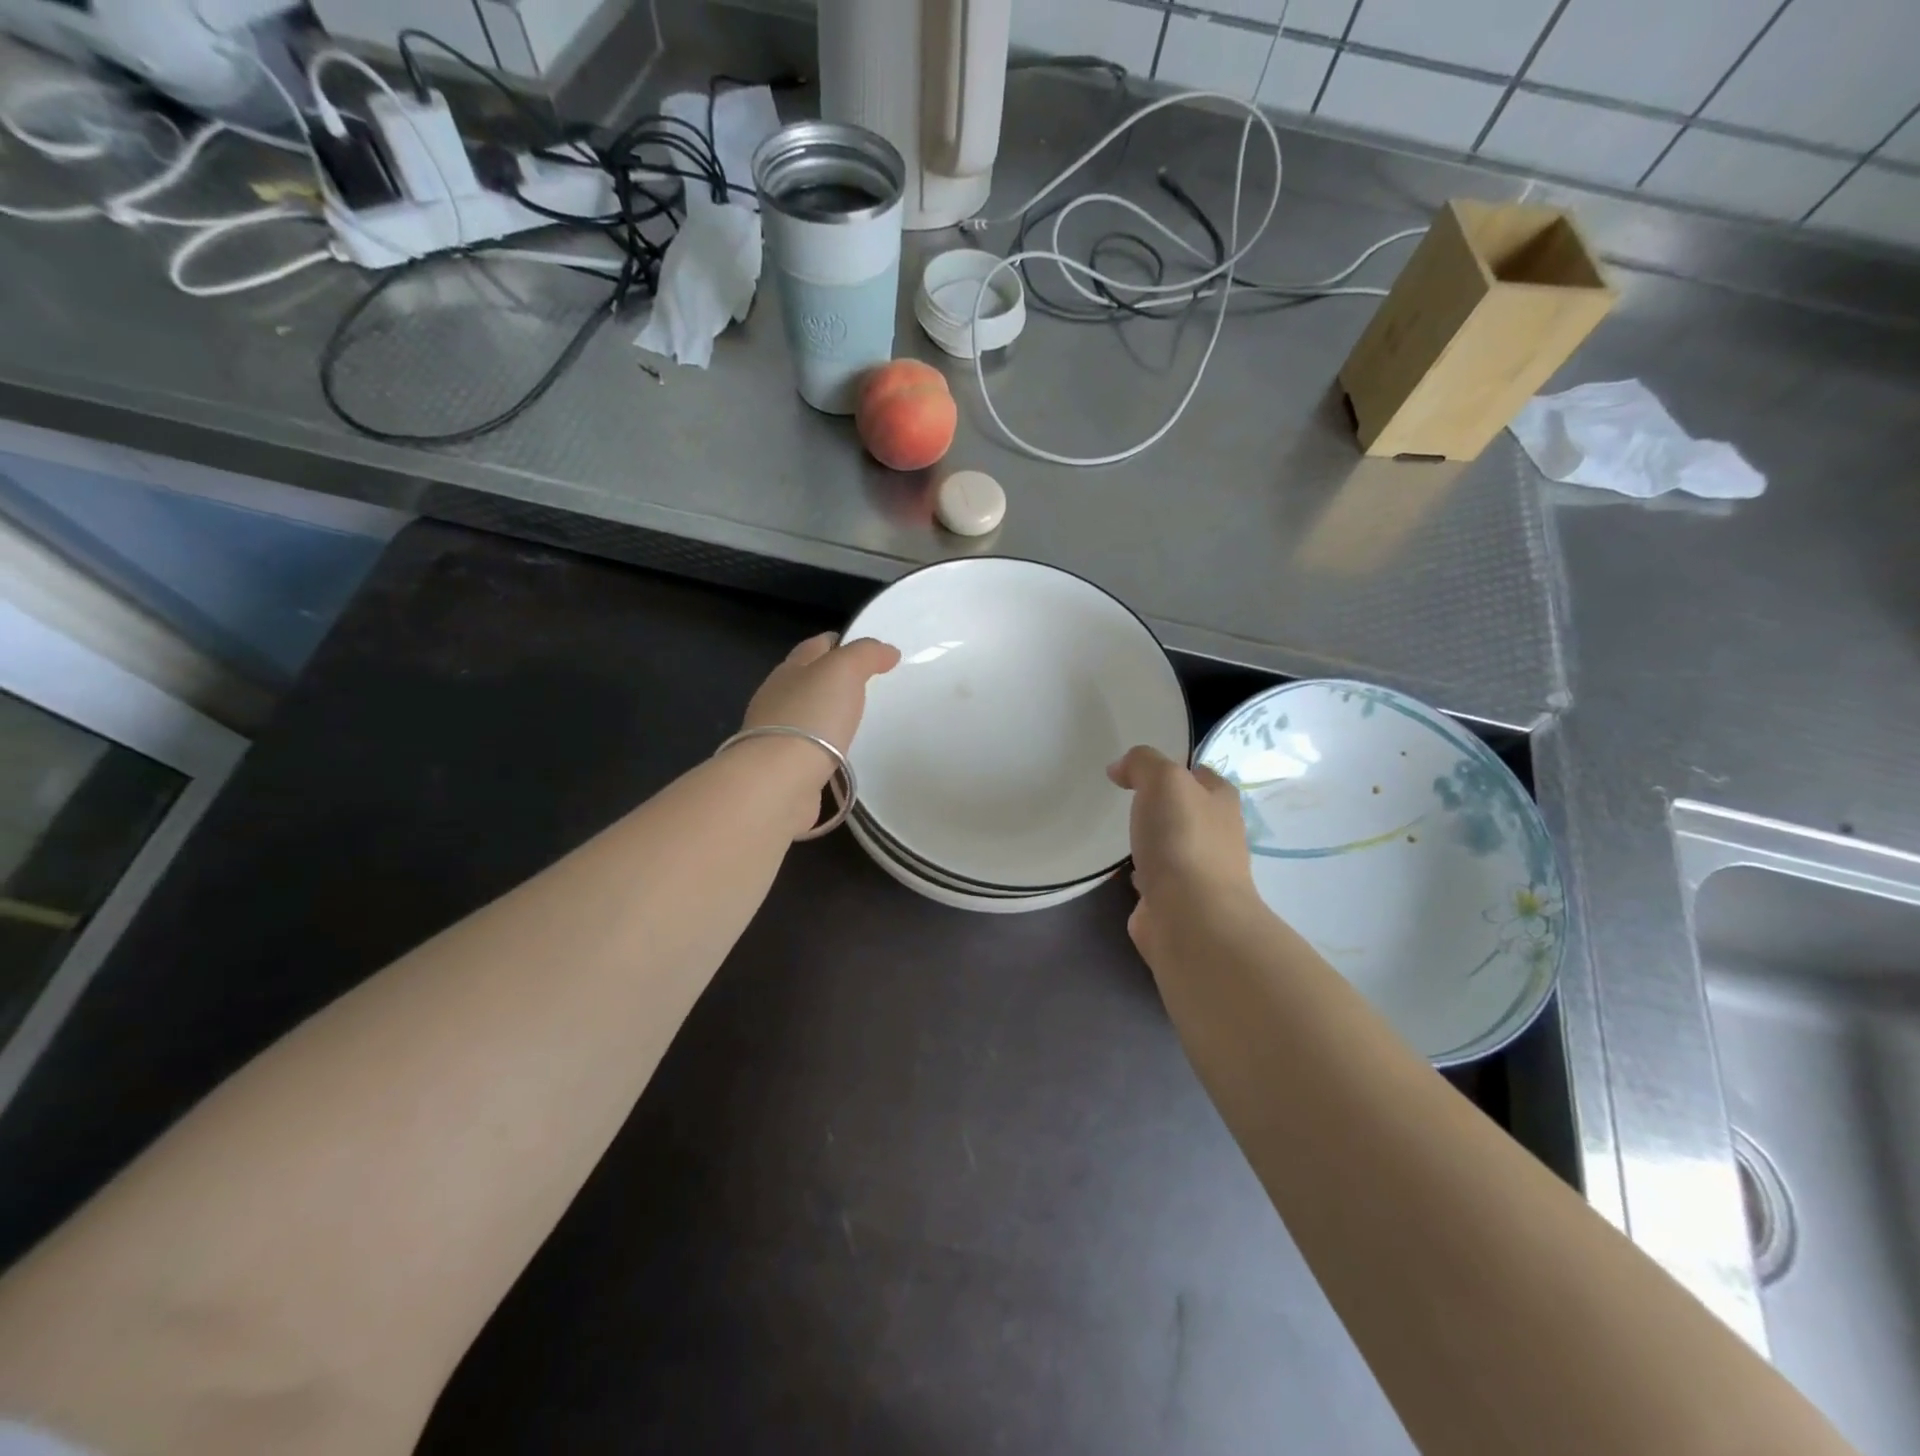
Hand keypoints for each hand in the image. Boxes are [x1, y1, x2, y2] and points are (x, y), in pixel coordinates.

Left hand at [744, 630, 900, 765]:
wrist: (780, 780)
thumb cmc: (812, 716)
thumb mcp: (843, 670)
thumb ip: (866, 654)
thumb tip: (887, 651)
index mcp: (789, 671)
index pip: (815, 647)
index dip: (840, 642)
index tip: (867, 650)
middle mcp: (777, 700)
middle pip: (808, 681)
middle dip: (834, 680)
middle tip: (869, 686)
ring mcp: (778, 736)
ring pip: (807, 716)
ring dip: (828, 716)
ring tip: (859, 721)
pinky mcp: (784, 769)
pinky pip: (810, 750)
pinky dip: (825, 747)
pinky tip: (842, 753)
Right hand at [1108, 746, 1260, 960]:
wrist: (1190, 916)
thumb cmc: (1182, 839)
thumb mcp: (1163, 780)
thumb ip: (1142, 763)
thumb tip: (1120, 768)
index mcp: (1221, 802)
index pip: (1200, 774)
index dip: (1172, 767)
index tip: (1138, 770)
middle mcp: (1217, 834)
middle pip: (1186, 811)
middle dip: (1160, 807)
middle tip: (1123, 800)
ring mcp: (1199, 871)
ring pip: (1170, 845)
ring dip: (1150, 842)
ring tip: (1117, 833)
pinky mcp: (1178, 901)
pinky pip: (1155, 878)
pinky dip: (1139, 874)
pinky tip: (1118, 871)